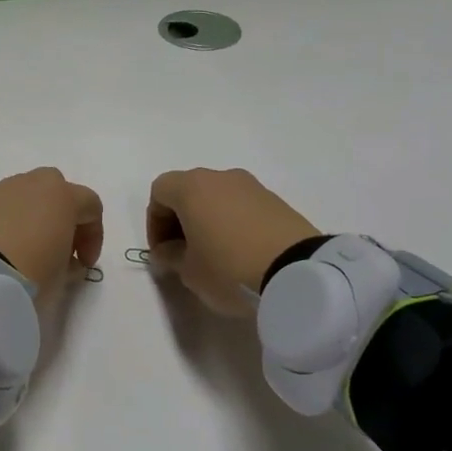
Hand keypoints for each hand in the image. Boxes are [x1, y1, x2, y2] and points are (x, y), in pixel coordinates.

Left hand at [0, 168, 103, 298]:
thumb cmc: (30, 272)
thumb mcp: (61, 277)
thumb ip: (69, 265)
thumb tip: (64, 261)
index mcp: (61, 195)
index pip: (91, 206)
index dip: (94, 236)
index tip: (84, 264)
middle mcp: (30, 184)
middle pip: (55, 190)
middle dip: (61, 216)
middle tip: (57, 248)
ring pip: (23, 197)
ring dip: (30, 218)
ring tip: (24, 252)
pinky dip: (2, 225)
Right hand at [146, 168, 318, 315]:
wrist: (298, 273)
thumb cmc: (229, 268)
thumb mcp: (189, 271)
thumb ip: (171, 256)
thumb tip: (168, 250)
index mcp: (192, 187)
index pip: (159, 192)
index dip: (154, 222)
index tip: (162, 252)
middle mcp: (220, 177)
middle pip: (188, 191)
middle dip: (179, 220)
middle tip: (183, 253)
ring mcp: (252, 186)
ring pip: (216, 197)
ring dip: (207, 220)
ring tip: (213, 255)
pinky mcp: (276, 201)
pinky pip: (242, 207)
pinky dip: (232, 223)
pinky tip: (239, 252)